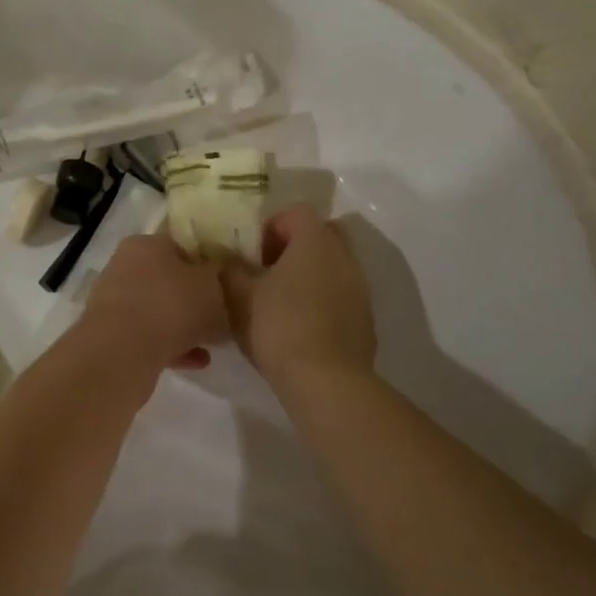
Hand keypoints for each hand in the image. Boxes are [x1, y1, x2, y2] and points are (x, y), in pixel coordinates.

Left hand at [82, 234, 230, 370]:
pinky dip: (170, 348)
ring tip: (210, 347)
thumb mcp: (213, 285)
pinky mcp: (109, 334)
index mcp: (146, 243)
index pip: (179, 245)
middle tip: (219, 317)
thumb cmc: (172, 305)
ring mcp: (114, 302)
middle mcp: (124, 267)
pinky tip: (195, 362)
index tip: (224, 284)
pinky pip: (148, 337)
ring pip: (157, 311)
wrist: (122, 350)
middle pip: (167, 281)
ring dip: (183, 328)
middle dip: (193, 301)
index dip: (205, 263)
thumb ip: (220, 277)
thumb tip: (219, 277)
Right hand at [222, 204, 376, 385]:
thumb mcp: (239, 298)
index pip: (296, 212)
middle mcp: (344, 257)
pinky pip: (341, 294)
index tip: (252, 254)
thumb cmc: (279, 328)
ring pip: (333, 265)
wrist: (326, 382)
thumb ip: (231, 272)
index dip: (270, 227)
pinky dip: (322, 299)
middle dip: (294, 246)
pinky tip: (300, 326)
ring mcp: (360, 288)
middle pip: (321, 234)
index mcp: (315, 241)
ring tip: (280, 302)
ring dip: (309, 274)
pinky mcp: (365, 318)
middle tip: (268, 271)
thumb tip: (230, 263)